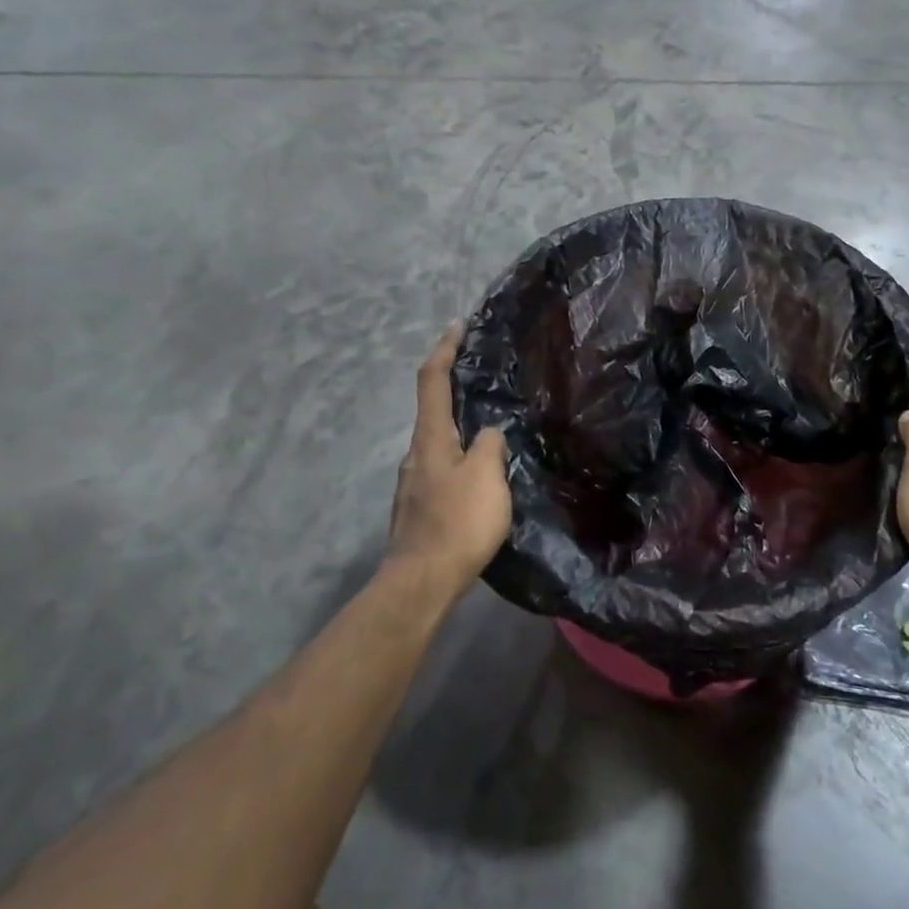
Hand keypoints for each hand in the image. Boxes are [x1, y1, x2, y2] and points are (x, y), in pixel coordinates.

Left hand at [388, 325, 512, 599]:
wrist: (421, 583)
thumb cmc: (457, 522)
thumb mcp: (487, 476)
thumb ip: (491, 444)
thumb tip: (489, 433)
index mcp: (431, 438)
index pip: (433, 380)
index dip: (445, 349)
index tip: (458, 325)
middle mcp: (417, 453)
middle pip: (434, 409)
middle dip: (455, 387)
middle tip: (486, 378)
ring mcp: (415, 482)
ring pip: (441, 442)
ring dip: (462, 427)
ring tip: (493, 428)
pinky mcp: (421, 507)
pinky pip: (444, 467)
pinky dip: (462, 456)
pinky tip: (483, 474)